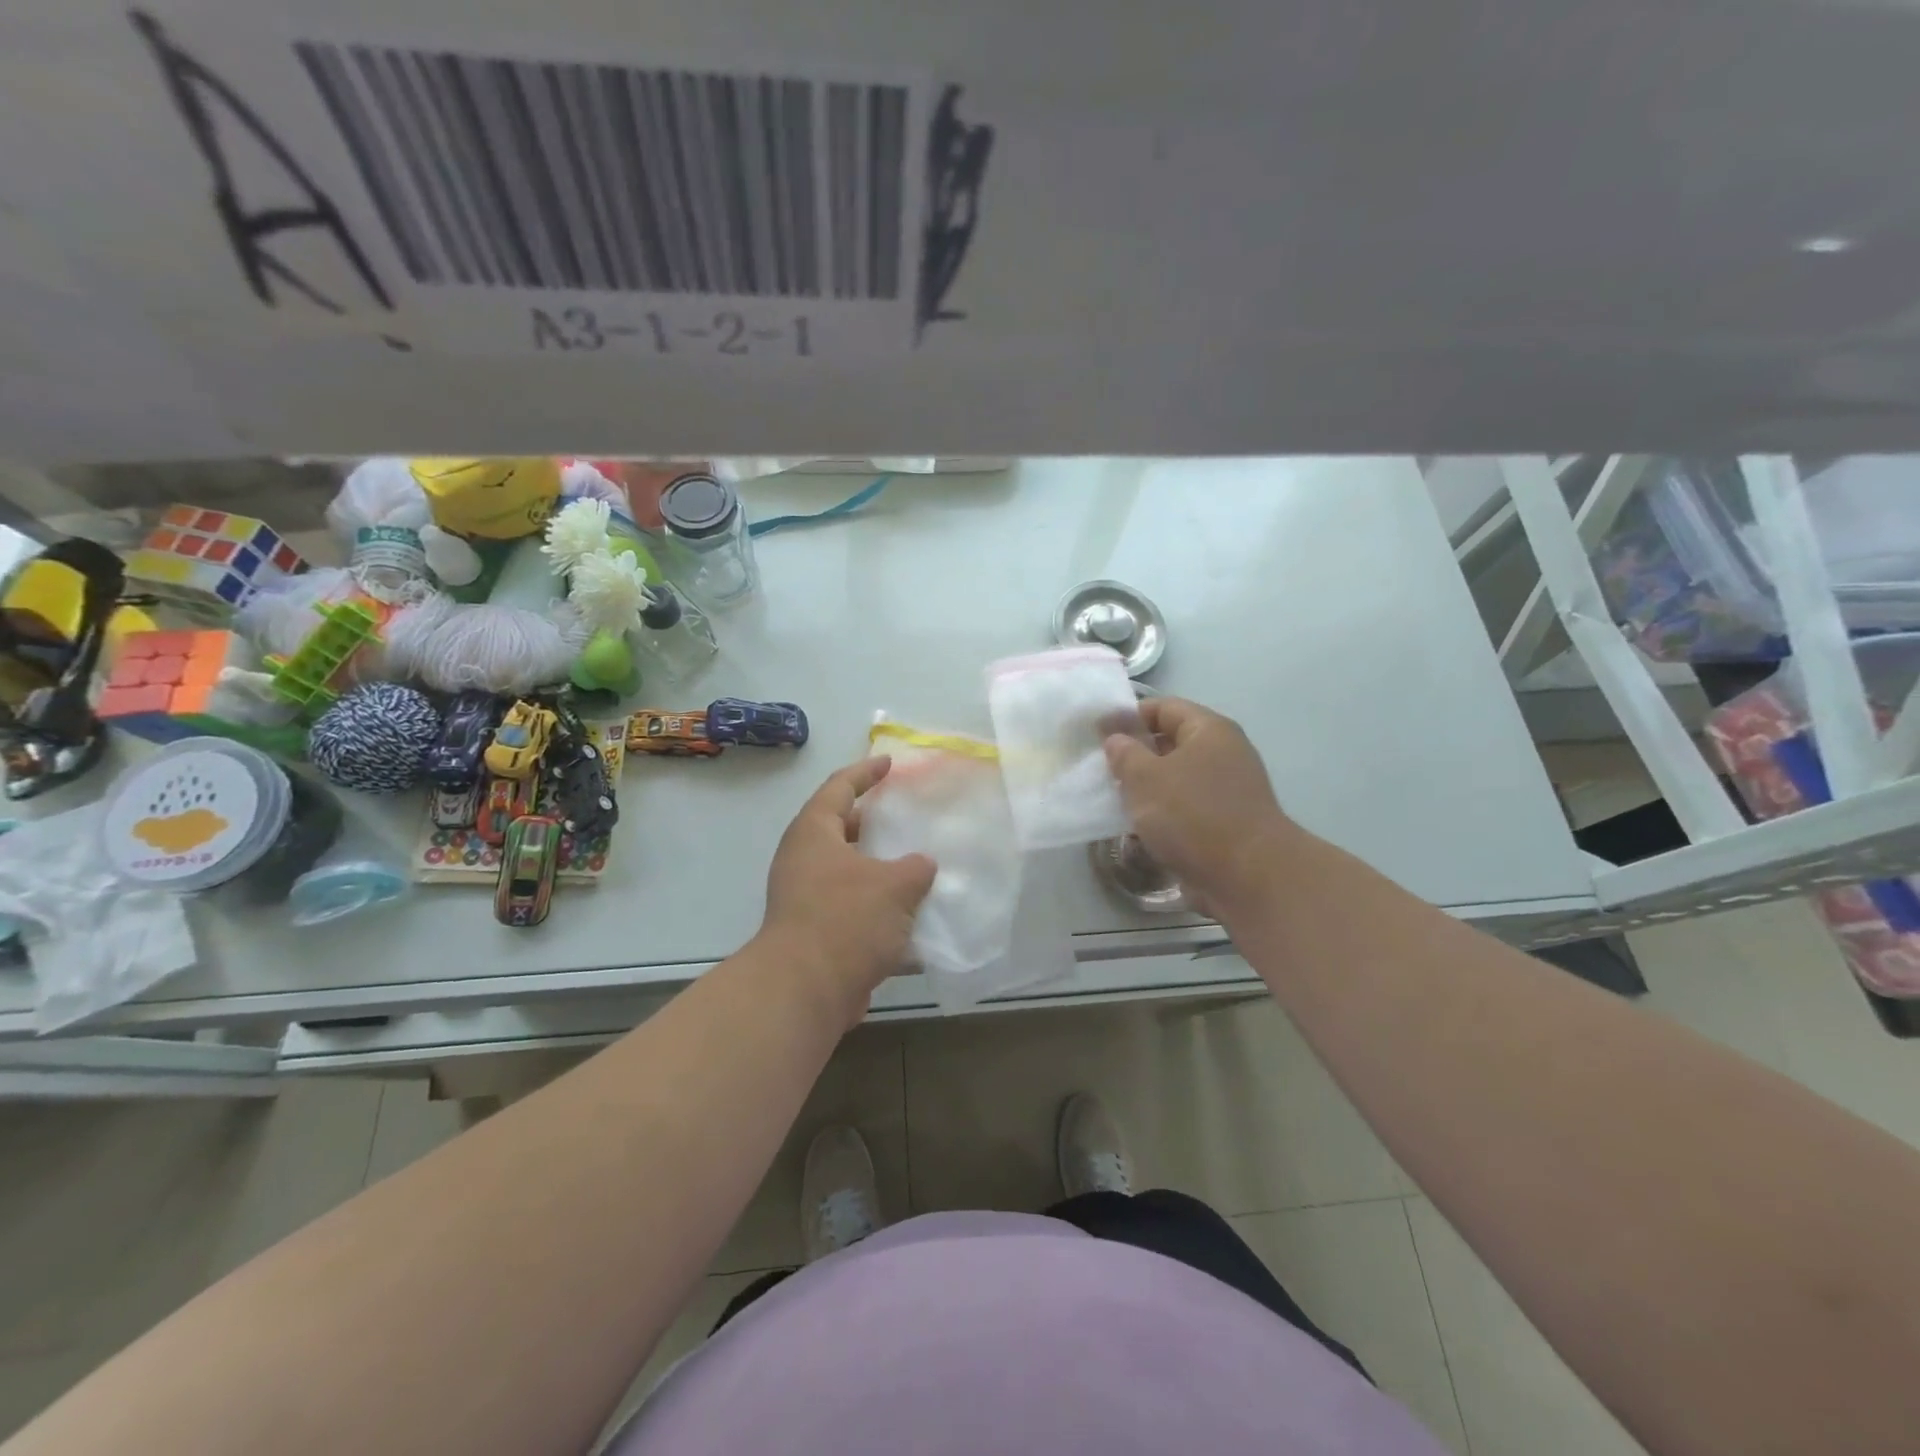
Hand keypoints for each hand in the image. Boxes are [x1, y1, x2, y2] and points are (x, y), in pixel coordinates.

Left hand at [759, 757, 936, 1026]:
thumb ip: (915, 868)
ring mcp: (806, 899)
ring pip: (848, 872)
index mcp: (813, 834)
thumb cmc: (846, 919)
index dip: (865, 772)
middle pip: (840, 829)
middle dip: (871, 822)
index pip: (839, 788)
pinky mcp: (816, 933)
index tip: (888, 763)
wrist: (806, 990)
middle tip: (902, 814)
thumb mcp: (894, 884)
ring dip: (879, 869)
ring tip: (915, 865)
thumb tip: (921, 867)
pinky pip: (853, 909)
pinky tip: (912, 918)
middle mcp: (804, 861)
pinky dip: (879, 908)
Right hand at [1104, 697, 1298, 919]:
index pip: (1163, 707)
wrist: (1248, 877)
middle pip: (1172, 742)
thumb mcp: (1145, 778)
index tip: (1098, 735)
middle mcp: (1224, 753)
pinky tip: (1142, 828)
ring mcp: (1229, 789)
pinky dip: (1165, 813)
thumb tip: (1116, 739)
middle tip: (1104, 770)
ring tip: (1117, 800)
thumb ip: (1124, 753)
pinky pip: (1188, 807)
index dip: (1129, 716)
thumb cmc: (1192, 816)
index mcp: (1209, 730)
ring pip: (1178, 777)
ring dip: (1149, 787)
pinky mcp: (1227, 822)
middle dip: (1137, 754)